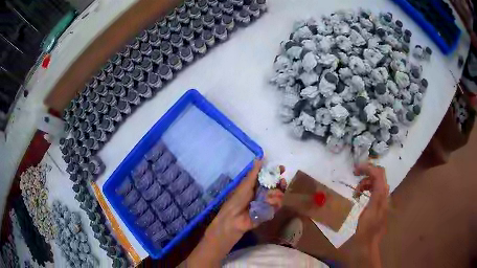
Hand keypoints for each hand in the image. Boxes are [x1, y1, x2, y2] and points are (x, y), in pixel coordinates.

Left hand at [184, 159, 285, 266]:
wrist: (234, 219)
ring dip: (276, 195)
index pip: (269, 177)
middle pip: (277, 186)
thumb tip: (259, 158)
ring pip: (279, 196)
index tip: (282, 169)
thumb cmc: (237, 200)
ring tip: (269, 197)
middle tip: (282, 182)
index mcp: (255, 186)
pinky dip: (274, 204)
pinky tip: (269, 204)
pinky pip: (277, 207)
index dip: (276, 173)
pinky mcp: (268, 213)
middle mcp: (262, 194)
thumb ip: (254, 173)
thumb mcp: (245, 184)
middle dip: (281, 183)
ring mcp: (266, 204)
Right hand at [349, 163, 389, 267]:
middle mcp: (385, 194)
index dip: (368, 167)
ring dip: (365, 182)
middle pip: (378, 175)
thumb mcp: (369, 211)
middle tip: (354, 176)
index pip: (379, 173)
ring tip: (355, 192)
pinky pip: (373, 190)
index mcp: (382, 195)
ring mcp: (382, 199)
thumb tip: (376, 175)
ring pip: (375, 182)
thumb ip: (375, 192)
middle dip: (366, 173)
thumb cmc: (366, 229)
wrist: (368, 243)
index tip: (354, 169)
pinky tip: (359, 196)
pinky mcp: (378, 204)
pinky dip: (366, 189)